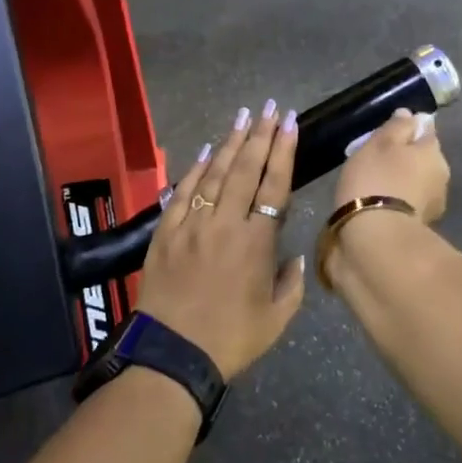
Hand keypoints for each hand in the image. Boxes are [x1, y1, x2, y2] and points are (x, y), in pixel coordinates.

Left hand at [135, 101, 305, 379]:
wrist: (171, 355)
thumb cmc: (230, 340)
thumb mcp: (276, 320)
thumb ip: (291, 284)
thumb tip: (295, 256)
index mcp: (256, 241)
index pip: (274, 184)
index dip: (283, 150)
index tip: (289, 123)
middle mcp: (225, 222)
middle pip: (246, 168)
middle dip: (260, 134)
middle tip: (269, 107)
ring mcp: (193, 223)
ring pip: (215, 172)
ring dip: (230, 142)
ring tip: (243, 116)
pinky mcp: (167, 230)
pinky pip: (183, 190)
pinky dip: (196, 168)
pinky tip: (206, 150)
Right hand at [334, 108, 449, 222]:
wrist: (378, 237)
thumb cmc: (375, 180)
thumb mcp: (379, 143)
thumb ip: (397, 127)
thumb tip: (410, 115)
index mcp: (433, 150)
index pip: (426, 129)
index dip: (408, 128)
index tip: (388, 133)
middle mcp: (442, 173)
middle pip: (423, 156)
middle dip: (406, 157)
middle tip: (377, 159)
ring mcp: (435, 202)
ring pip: (418, 180)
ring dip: (403, 179)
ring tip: (377, 184)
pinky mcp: (423, 225)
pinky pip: (410, 201)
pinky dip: (399, 199)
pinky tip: (381, 203)